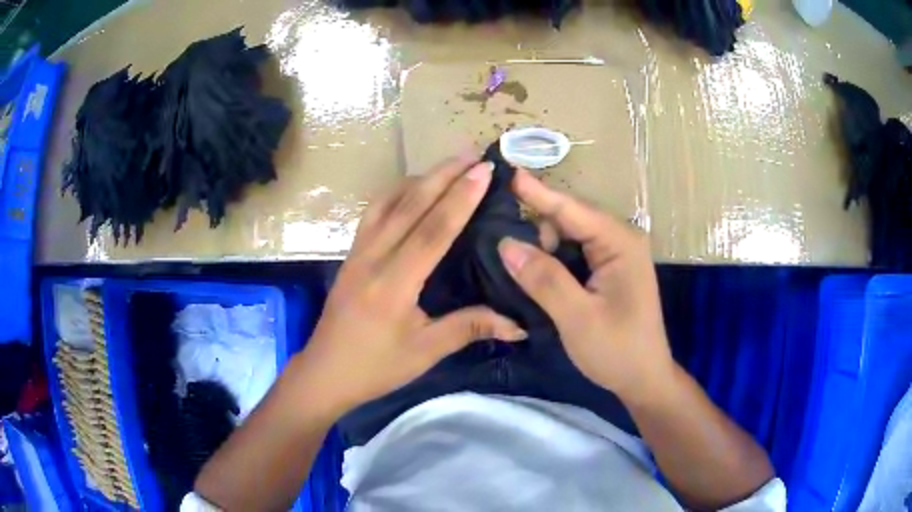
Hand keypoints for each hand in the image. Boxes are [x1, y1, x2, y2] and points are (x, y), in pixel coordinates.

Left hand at [295, 154, 527, 417]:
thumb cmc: (375, 367)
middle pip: (409, 205)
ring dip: (419, 179)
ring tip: (447, 165)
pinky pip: (374, 213)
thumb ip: (470, 328)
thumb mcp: (425, 351)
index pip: (432, 230)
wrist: (325, 371)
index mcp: (393, 284)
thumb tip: (519, 323)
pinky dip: (396, 193)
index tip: (483, 171)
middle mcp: (372, 258)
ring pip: (387, 202)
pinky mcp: (351, 254)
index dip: (460, 198)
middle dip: (442, 174)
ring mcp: (357, 252)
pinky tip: (411, 190)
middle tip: (472, 152)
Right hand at [498, 169, 673, 404]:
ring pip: (569, 236)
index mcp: (619, 243)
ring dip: (542, 245)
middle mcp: (619, 239)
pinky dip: (552, 258)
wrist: (643, 379)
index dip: (536, 191)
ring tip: (514, 262)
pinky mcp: (608, 269)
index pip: (571, 209)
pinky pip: (574, 252)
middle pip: (569, 218)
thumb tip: (506, 244)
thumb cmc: (617, 350)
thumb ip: (544, 279)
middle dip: (536, 223)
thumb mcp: (577, 318)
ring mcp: (615, 254)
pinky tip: (533, 268)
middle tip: (498, 233)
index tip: (506, 169)